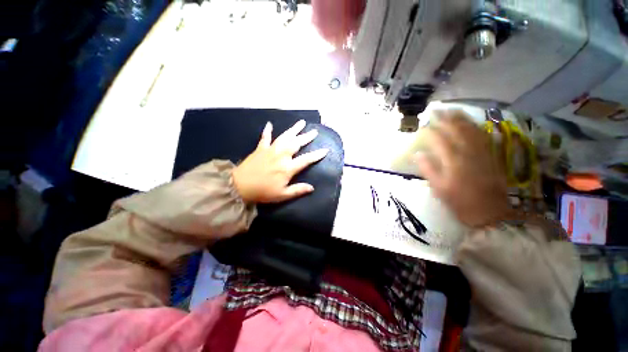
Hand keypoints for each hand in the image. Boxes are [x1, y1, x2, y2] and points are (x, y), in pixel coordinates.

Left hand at [232, 120, 328, 203]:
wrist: (239, 187)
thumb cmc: (263, 192)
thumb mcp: (282, 195)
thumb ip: (298, 190)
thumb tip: (312, 188)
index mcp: (287, 168)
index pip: (306, 159)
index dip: (316, 155)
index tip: (325, 150)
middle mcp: (281, 155)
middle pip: (296, 143)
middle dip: (306, 137)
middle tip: (315, 131)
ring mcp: (270, 150)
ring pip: (284, 136)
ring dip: (293, 129)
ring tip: (301, 122)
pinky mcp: (260, 149)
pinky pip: (265, 137)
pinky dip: (268, 131)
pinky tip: (270, 124)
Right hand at [414, 110, 511, 227]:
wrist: (490, 213)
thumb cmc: (459, 202)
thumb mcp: (438, 188)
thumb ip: (428, 169)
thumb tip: (418, 154)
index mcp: (453, 161)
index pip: (439, 139)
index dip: (430, 131)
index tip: (422, 126)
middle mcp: (469, 152)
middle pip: (457, 130)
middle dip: (445, 119)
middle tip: (436, 110)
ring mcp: (483, 152)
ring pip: (472, 130)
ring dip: (461, 119)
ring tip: (452, 111)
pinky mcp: (492, 156)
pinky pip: (484, 136)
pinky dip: (476, 127)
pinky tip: (472, 124)